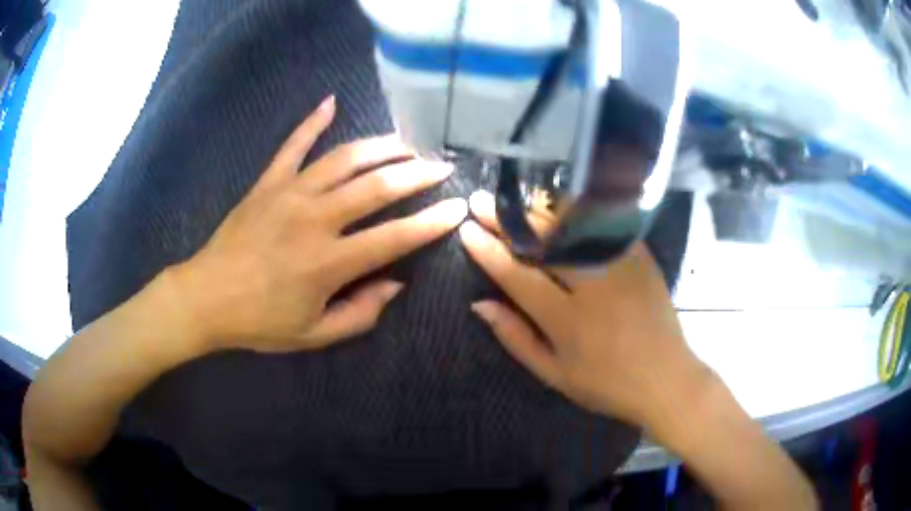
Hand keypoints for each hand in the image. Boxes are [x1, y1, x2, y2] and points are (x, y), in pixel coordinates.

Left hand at [172, 95, 467, 352]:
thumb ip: (359, 314)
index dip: (431, 223)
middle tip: (441, 165)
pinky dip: (312, 122)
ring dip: (380, 146)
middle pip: (376, 186)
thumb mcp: (313, 335)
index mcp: (328, 262)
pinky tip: (330, 102)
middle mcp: (314, 219)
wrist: (205, 298)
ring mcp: (289, 194)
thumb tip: (395, 285)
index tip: (458, 209)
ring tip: (407, 141)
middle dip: (416, 173)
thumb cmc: (259, 321)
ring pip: (343, 159)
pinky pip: (292, 146)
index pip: (394, 237)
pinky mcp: (267, 183)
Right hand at [460, 190, 707, 425]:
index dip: (488, 250)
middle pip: (543, 242)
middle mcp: (593, 284)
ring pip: (572, 226)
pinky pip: (603, 225)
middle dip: (506, 218)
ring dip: (538, 209)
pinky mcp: (640, 256)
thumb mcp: (554, 373)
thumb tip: (480, 304)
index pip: (517, 275)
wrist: (666, 377)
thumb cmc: (606, 384)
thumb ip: (515, 337)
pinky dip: (577, 212)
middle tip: (481, 201)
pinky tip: (559, 204)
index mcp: (567, 319)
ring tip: (513, 199)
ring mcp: (620, 265)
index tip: (467, 230)